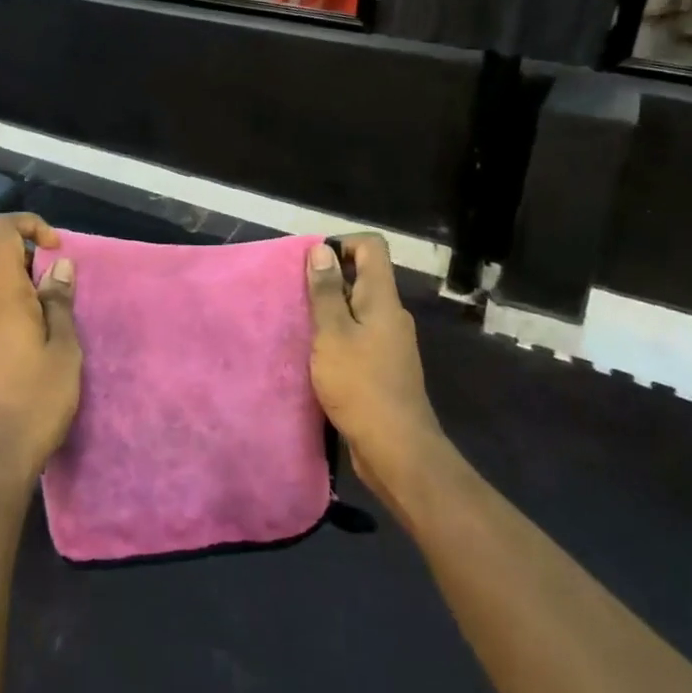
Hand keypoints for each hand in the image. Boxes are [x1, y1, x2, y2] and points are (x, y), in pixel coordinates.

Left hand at [0, 214, 81, 487]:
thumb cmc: (37, 400)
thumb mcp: (64, 348)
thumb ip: (59, 302)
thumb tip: (59, 266)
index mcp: (3, 296)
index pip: (0, 231)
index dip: (29, 224)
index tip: (56, 249)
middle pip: (6, 263)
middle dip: (40, 271)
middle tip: (69, 304)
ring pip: (4, 292)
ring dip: (33, 297)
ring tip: (60, 333)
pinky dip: (22, 316)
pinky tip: (41, 350)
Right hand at [305, 235, 445, 494]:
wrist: (396, 448)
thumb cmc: (360, 385)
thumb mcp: (333, 334)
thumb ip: (325, 292)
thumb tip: (321, 249)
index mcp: (383, 299)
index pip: (372, 247)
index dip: (342, 243)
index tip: (311, 263)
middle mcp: (391, 315)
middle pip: (364, 276)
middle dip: (329, 277)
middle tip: (295, 294)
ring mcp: (390, 342)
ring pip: (359, 308)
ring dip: (330, 309)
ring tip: (300, 323)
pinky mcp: (384, 367)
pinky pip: (359, 335)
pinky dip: (337, 335)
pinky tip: (316, 354)